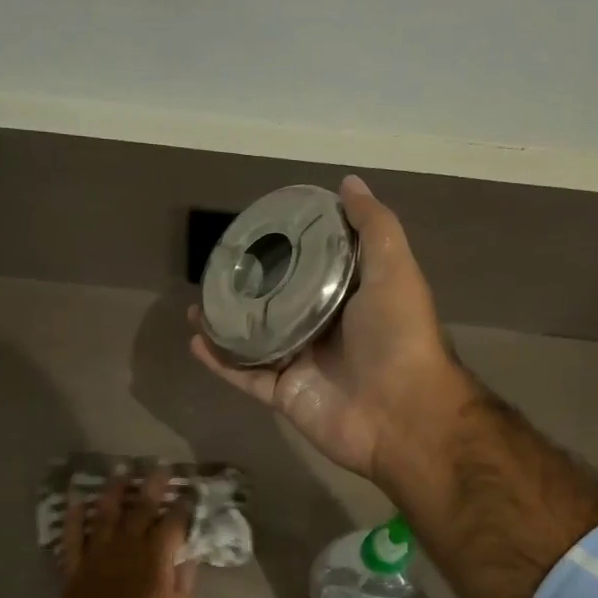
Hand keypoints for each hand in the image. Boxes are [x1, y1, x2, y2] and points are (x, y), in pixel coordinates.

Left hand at [58, 468, 197, 597]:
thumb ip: (184, 578)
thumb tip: (187, 553)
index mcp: (157, 556)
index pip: (174, 521)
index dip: (183, 505)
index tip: (189, 492)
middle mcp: (127, 546)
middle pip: (141, 508)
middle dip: (152, 485)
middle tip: (158, 467)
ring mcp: (97, 555)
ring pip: (105, 513)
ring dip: (113, 490)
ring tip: (119, 471)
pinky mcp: (74, 569)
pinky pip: (72, 536)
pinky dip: (73, 516)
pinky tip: (76, 499)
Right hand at [190, 175, 466, 486]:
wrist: (402, 414)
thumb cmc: (399, 336)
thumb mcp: (394, 269)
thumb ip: (373, 227)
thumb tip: (348, 183)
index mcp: (350, 298)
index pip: (313, 268)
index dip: (288, 249)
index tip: (258, 231)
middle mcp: (324, 329)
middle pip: (278, 304)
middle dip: (249, 288)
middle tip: (218, 268)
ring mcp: (302, 364)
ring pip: (255, 341)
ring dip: (226, 323)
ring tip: (196, 304)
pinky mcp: (283, 394)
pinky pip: (245, 376)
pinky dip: (220, 361)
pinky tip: (195, 339)